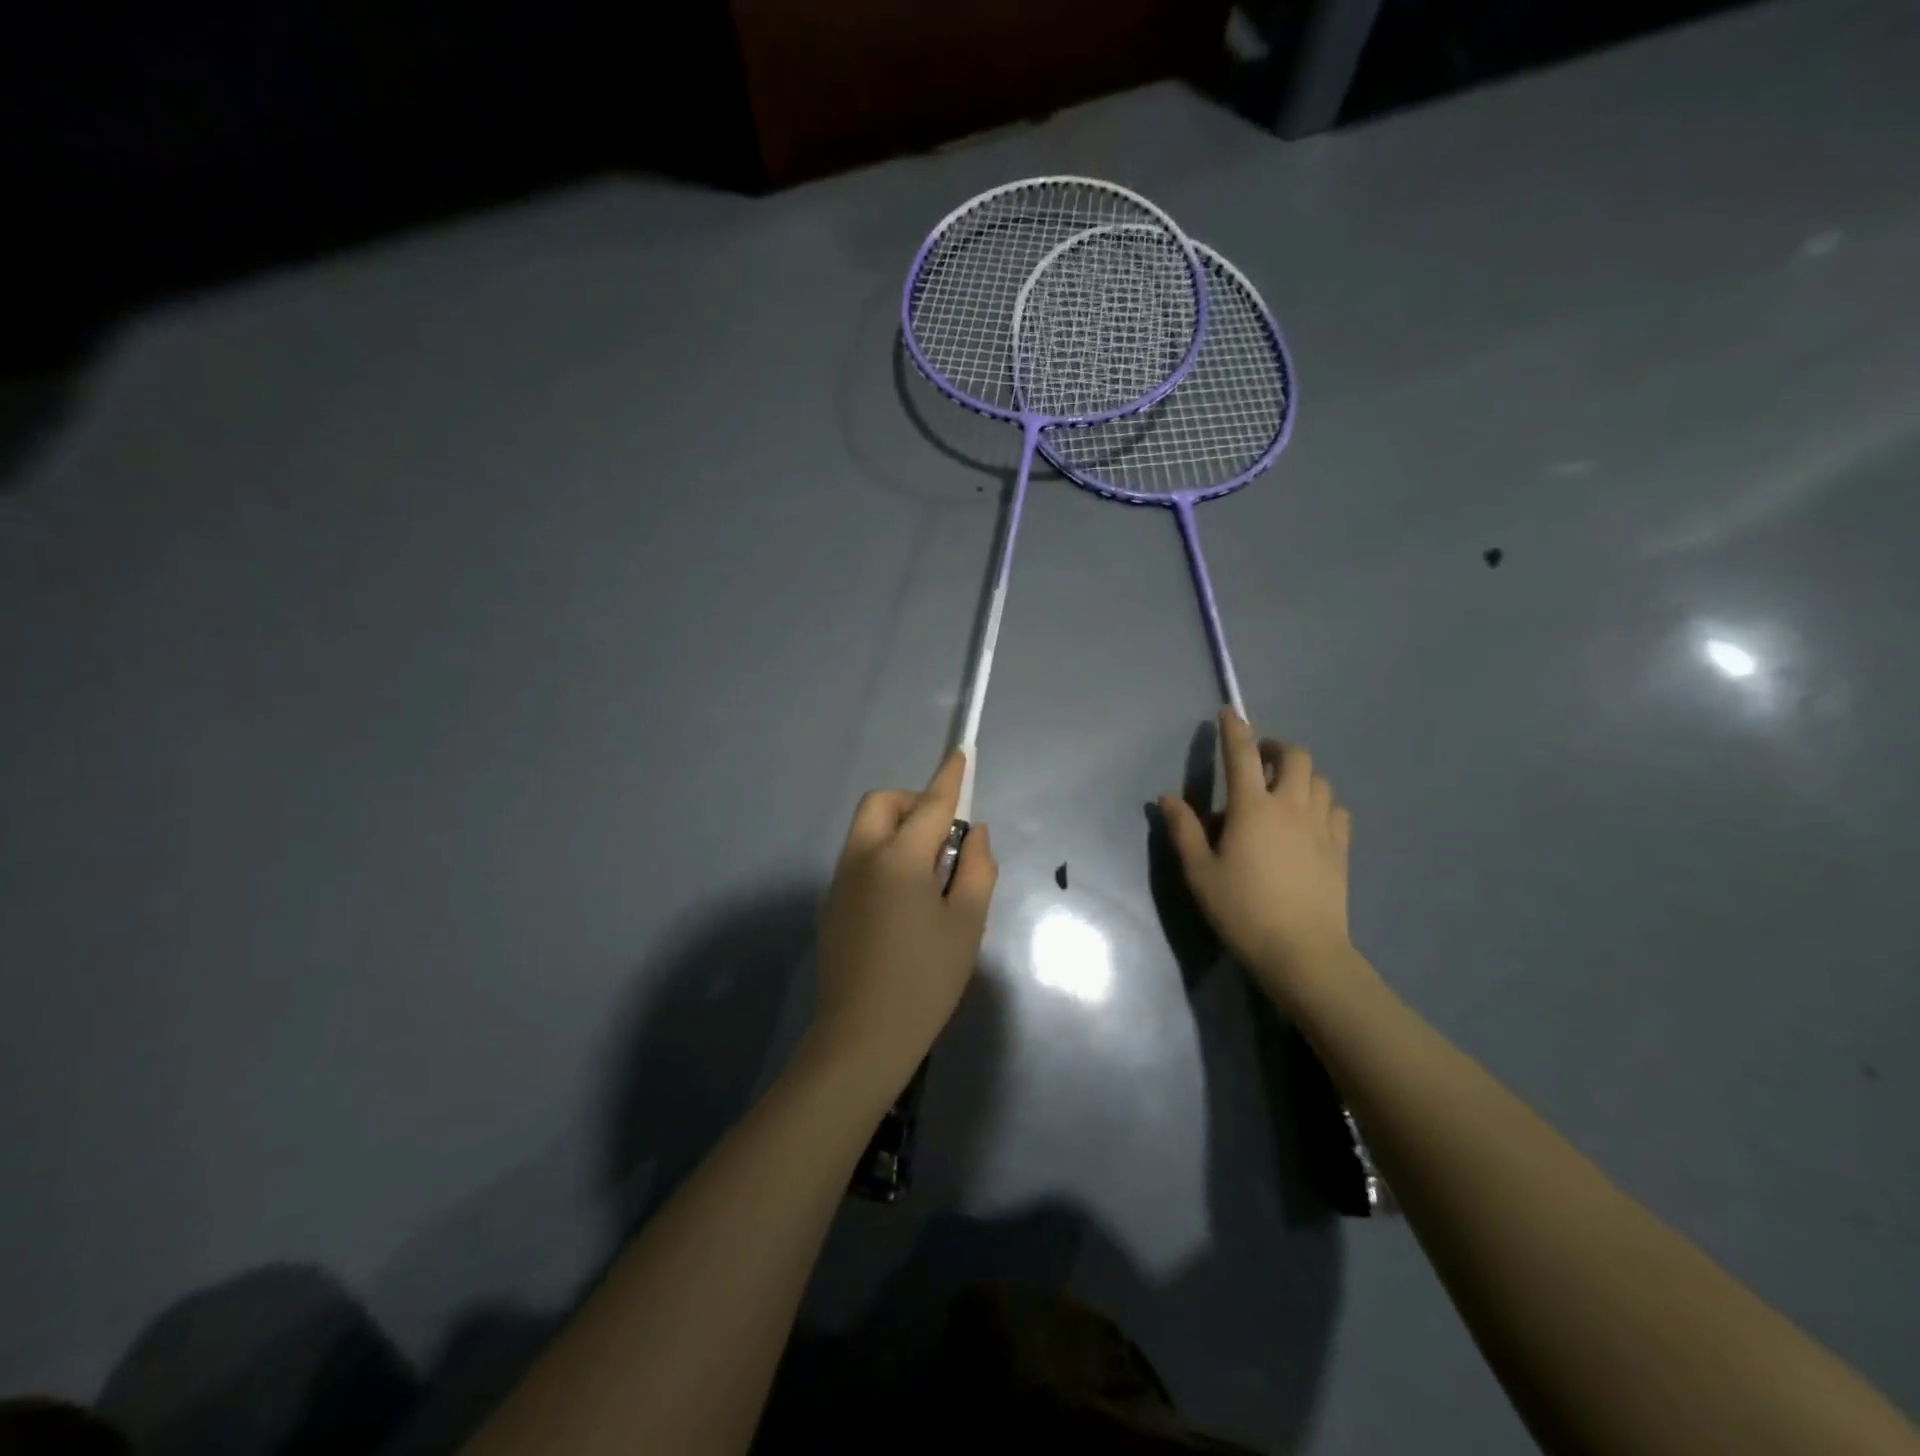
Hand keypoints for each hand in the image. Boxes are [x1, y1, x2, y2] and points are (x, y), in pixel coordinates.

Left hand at [810, 750, 996, 1091]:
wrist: (861, 1039)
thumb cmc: (925, 981)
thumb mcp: (967, 924)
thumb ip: (977, 869)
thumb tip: (973, 833)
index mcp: (898, 859)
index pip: (930, 803)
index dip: (950, 777)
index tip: (961, 753)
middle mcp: (861, 858)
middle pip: (881, 804)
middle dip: (912, 803)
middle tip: (942, 837)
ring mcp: (840, 881)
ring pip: (866, 830)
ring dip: (898, 830)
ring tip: (929, 876)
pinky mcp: (831, 904)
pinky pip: (859, 858)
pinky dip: (884, 856)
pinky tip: (903, 903)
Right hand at [1159, 709, 1354, 1008]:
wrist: (1301, 951)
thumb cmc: (1241, 909)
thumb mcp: (1199, 871)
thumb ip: (1184, 829)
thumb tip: (1167, 797)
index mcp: (1252, 808)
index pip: (1241, 754)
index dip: (1234, 729)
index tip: (1229, 712)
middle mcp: (1290, 806)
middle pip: (1294, 756)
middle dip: (1276, 748)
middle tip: (1258, 760)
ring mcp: (1321, 826)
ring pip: (1319, 780)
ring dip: (1300, 775)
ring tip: (1283, 790)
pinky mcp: (1340, 848)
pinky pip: (1337, 809)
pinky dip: (1322, 803)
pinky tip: (1309, 820)